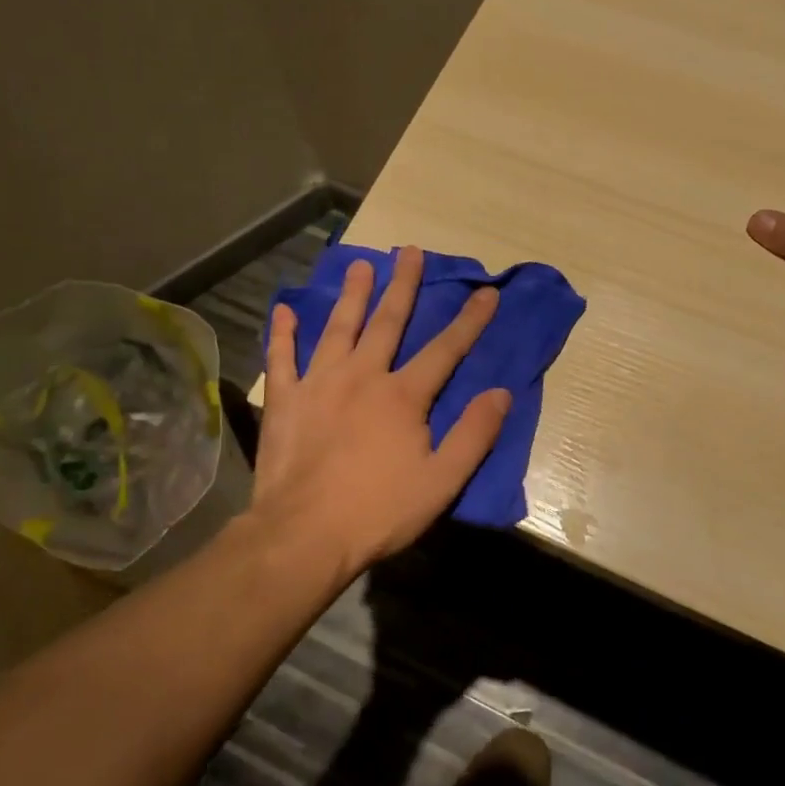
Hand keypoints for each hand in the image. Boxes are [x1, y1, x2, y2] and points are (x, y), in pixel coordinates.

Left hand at [252, 246, 510, 574]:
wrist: (304, 534)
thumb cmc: (378, 511)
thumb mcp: (441, 481)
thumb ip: (474, 435)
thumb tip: (501, 394)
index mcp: (402, 396)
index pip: (445, 350)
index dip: (469, 321)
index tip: (486, 292)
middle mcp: (362, 376)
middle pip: (387, 322)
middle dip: (403, 285)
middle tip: (410, 251)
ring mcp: (319, 384)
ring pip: (338, 328)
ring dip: (351, 295)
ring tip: (360, 264)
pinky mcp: (286, 401)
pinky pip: (283, 358)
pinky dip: (283, 333)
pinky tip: (284, 310)